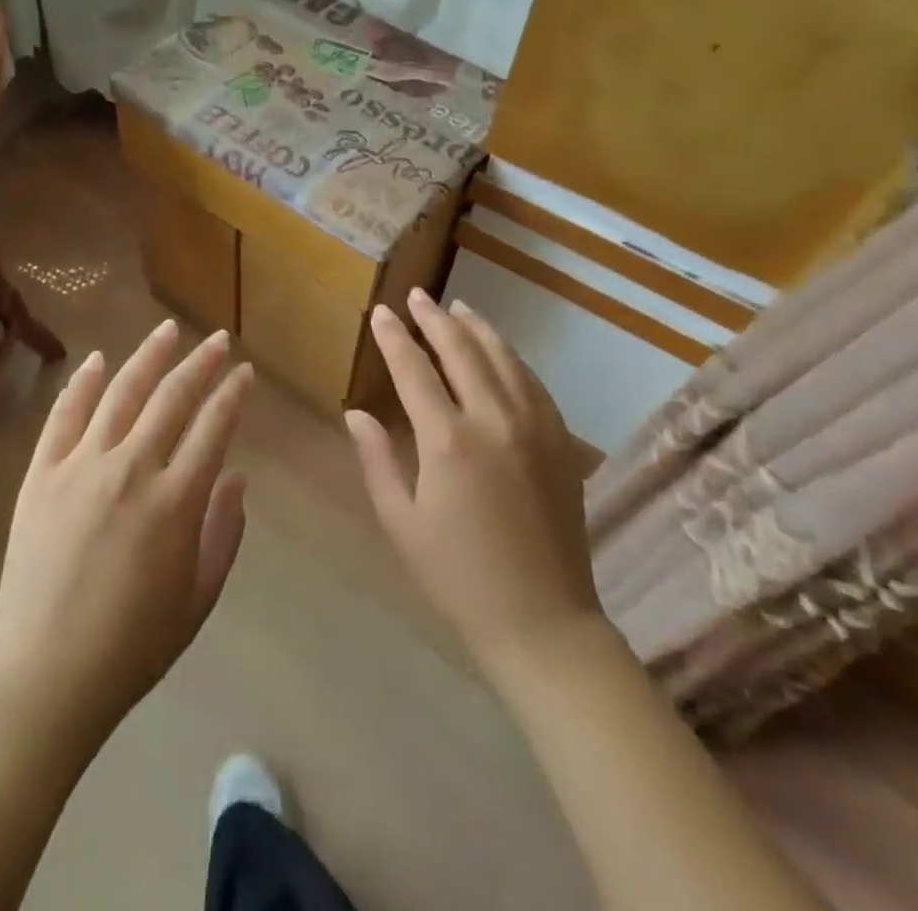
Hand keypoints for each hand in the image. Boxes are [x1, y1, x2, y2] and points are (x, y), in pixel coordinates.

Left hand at [0, 321, 252, 747]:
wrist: (44, 676)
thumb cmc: (133, 645)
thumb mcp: (199, 596)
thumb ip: (225, 531)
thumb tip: (236, 475)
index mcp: (177, 499)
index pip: (214, 426)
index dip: (233, 393)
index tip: (245, 372)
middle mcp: (132, 468)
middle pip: (173, 397)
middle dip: (200, 362)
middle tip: (216, 339)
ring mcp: (81, 466)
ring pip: (122, 392)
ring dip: (148, 356)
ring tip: (168, 330)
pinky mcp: (41, 475)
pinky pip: (64, 415)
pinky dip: (83, 383)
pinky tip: (98, 360)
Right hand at [347, 290, 600, 677]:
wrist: (543, 621)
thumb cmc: (458, 577)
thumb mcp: (401, 523)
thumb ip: (376, 460)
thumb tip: (356, 413)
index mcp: (448, 441)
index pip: (414, 369)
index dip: (394, 337)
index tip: (381, 312)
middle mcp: (495, 419)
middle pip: (462, 349)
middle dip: (435, 318)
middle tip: (417, 296)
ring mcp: (535, 426)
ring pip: (503, 357)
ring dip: (476, 328)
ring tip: (457, 309)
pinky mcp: (561, 440)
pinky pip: (533, 382)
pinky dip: (511, 357)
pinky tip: (499, 351)